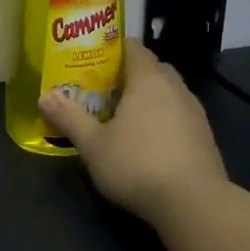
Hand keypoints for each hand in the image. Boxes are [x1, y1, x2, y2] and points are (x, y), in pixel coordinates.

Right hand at [38, 38, 227, 228]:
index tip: (93, 58)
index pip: (134, 48)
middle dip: (129, 74)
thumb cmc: (136, 164)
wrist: (193, 202)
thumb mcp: (92, 144)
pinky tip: (147, 141)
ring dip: (148, 98)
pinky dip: (162, 118)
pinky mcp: (204, 137)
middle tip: (103, 88)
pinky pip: (178, 115)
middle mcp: (176, 89)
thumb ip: (69, 118)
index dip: (113, 48)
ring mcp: (195, 112)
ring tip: (123, 115)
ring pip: (168, 93)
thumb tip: (44, 96)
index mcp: (148, 81)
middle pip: (152, 68)